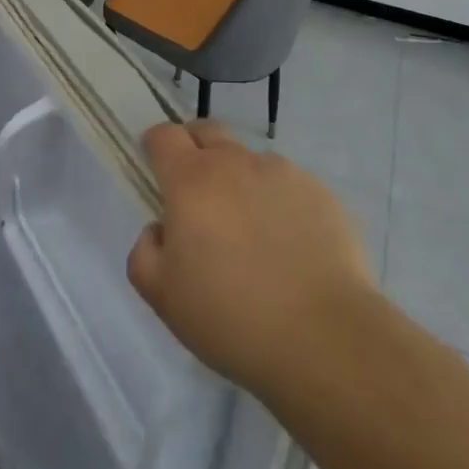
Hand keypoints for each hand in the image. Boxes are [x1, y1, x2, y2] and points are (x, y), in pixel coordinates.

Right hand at [127, 120, 373, 395]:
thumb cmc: (230, 316)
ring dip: (241, 181)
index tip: (156, 169)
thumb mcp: (162, 296)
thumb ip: (145, 251)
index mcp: (191, 180)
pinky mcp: (321, 193)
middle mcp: (235, 163)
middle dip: (195, 148)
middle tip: (196, 191)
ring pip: (250, 161)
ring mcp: (283, 173)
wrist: (323, 337)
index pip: (164, 136)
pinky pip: (288, 186)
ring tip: (252, 233)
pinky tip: (289, 247)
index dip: (155, 145)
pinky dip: (279, 203)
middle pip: (207, 131)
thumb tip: (160, 229)